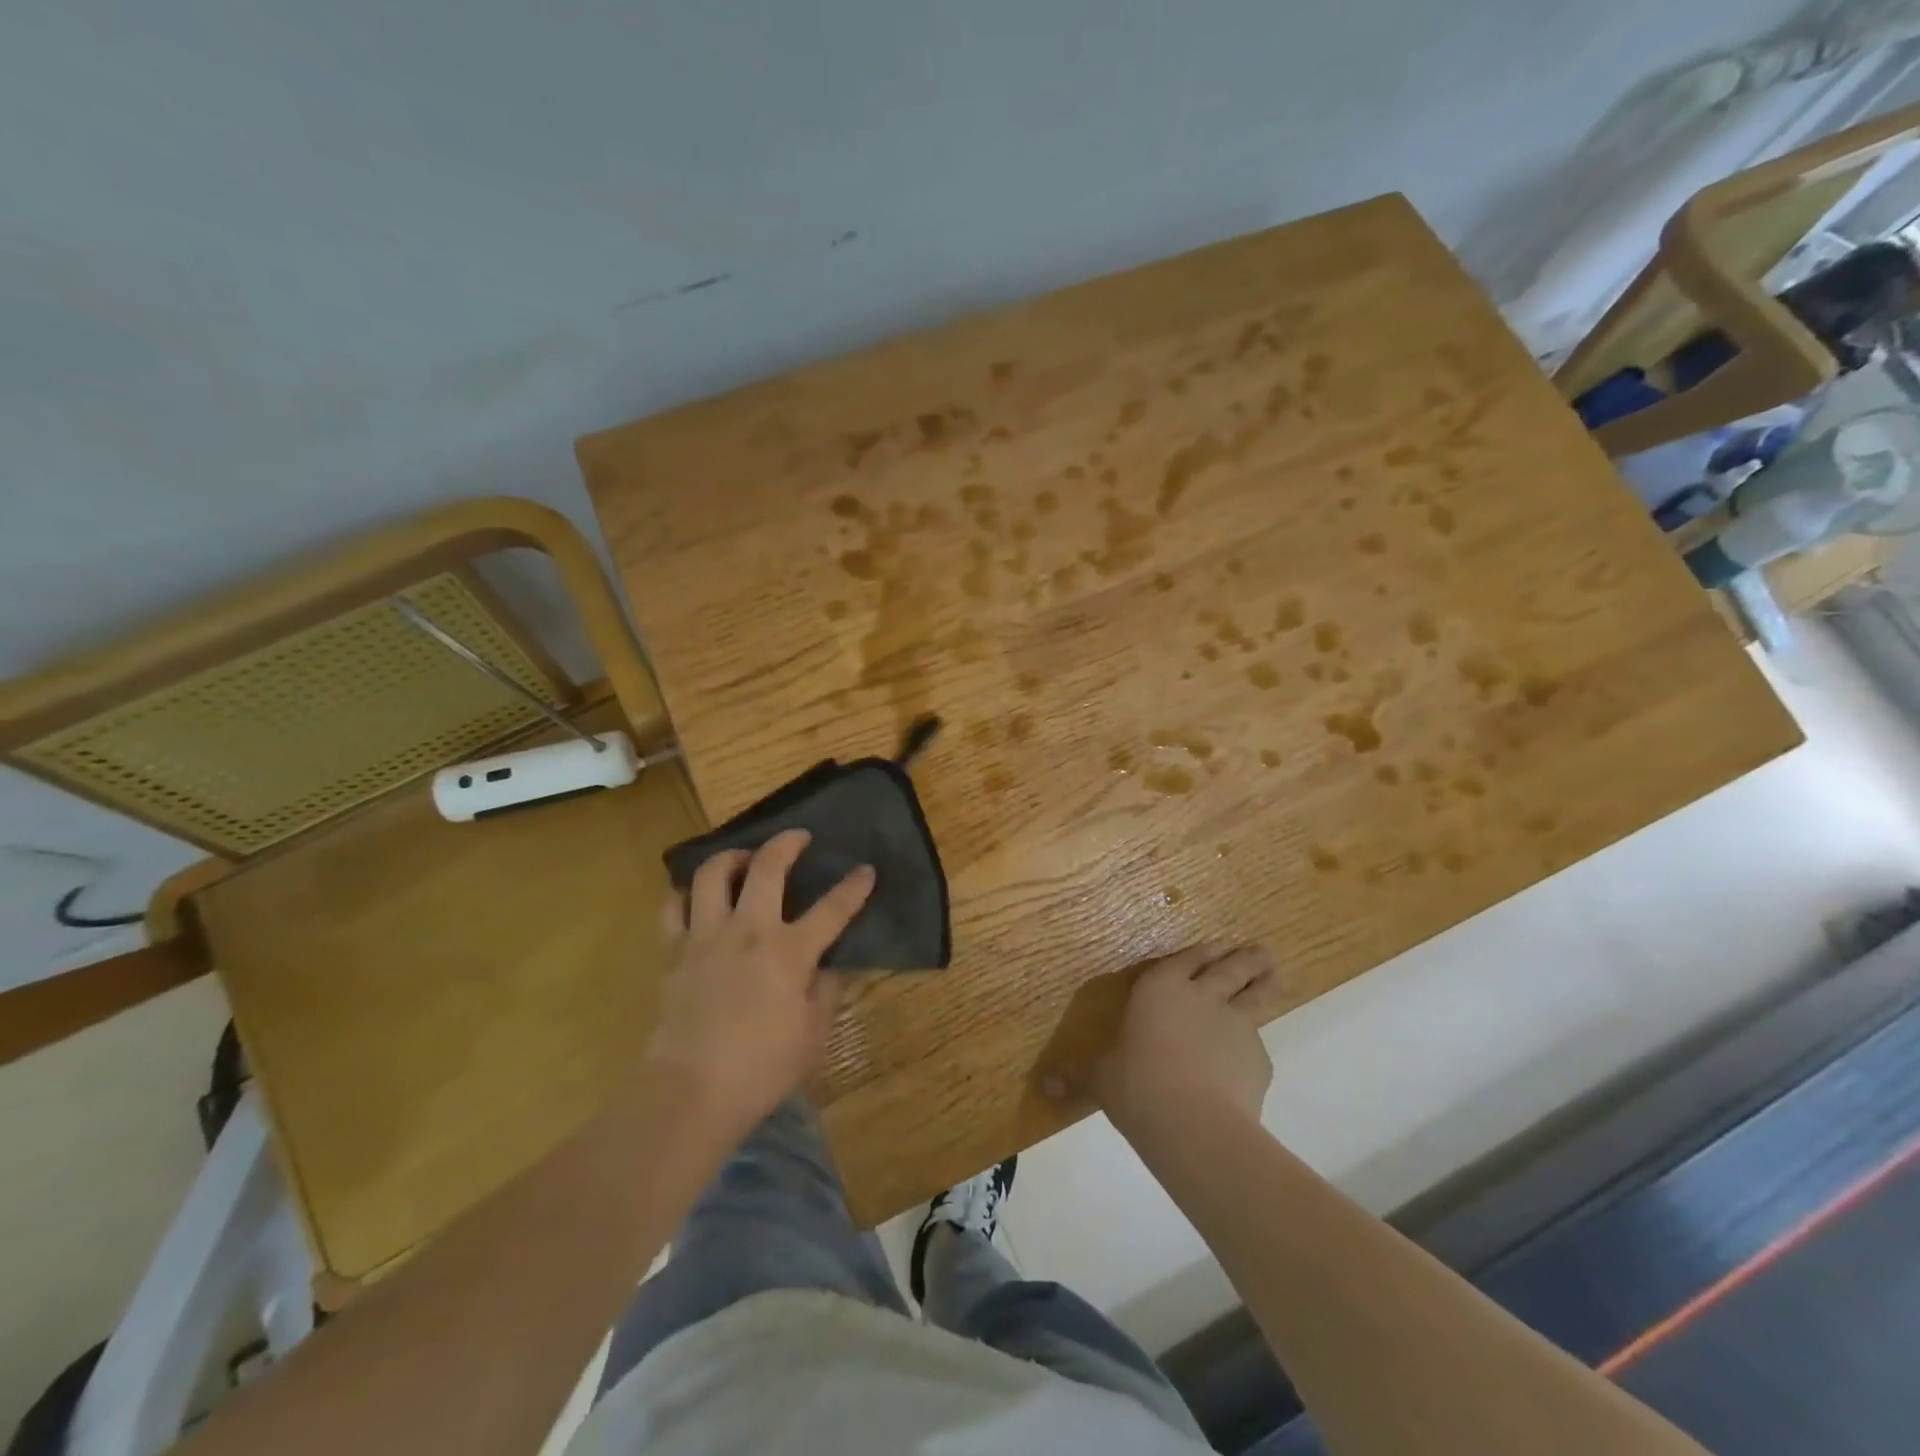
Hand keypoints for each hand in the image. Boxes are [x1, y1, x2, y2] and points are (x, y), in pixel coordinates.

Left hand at [644, 830, 874, 1134]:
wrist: (690, 1092)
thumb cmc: (762, 1068)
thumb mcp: (813, 1034)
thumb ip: (826, 991)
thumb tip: (832, 965)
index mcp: (789, 952)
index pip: (832, 909)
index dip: (853, 887)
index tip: (866, 869)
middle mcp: (748, 931)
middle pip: (767, 868)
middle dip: (787, 843)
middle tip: (798, 837)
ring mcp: (705, 937)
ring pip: (714, 874)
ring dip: (733, 857)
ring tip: (744, 860)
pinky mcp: (673, 952)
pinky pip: (673, 907)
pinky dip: (686, 893)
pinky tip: (698, 896)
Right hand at [1092, 942, 1276, 1139]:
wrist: (1194, 1123)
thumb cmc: (1136, 1086)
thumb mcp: (1101, 1080)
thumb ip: (1080, 1078)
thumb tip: (1045, 1086)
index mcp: (1159, 989)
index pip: (1185, 959)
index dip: (1201, 953)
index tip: (1216, 946)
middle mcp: (1201, 996)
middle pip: (1229, 968)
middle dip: (1245, 958)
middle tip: (1261, 950)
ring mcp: (1236, 1024)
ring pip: (1256, 994)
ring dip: (1266, 982)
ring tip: (1275, 973)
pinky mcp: (1258, 1058)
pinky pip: (1257, 1046)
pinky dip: (1254, 1048)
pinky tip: (1249, 1063)